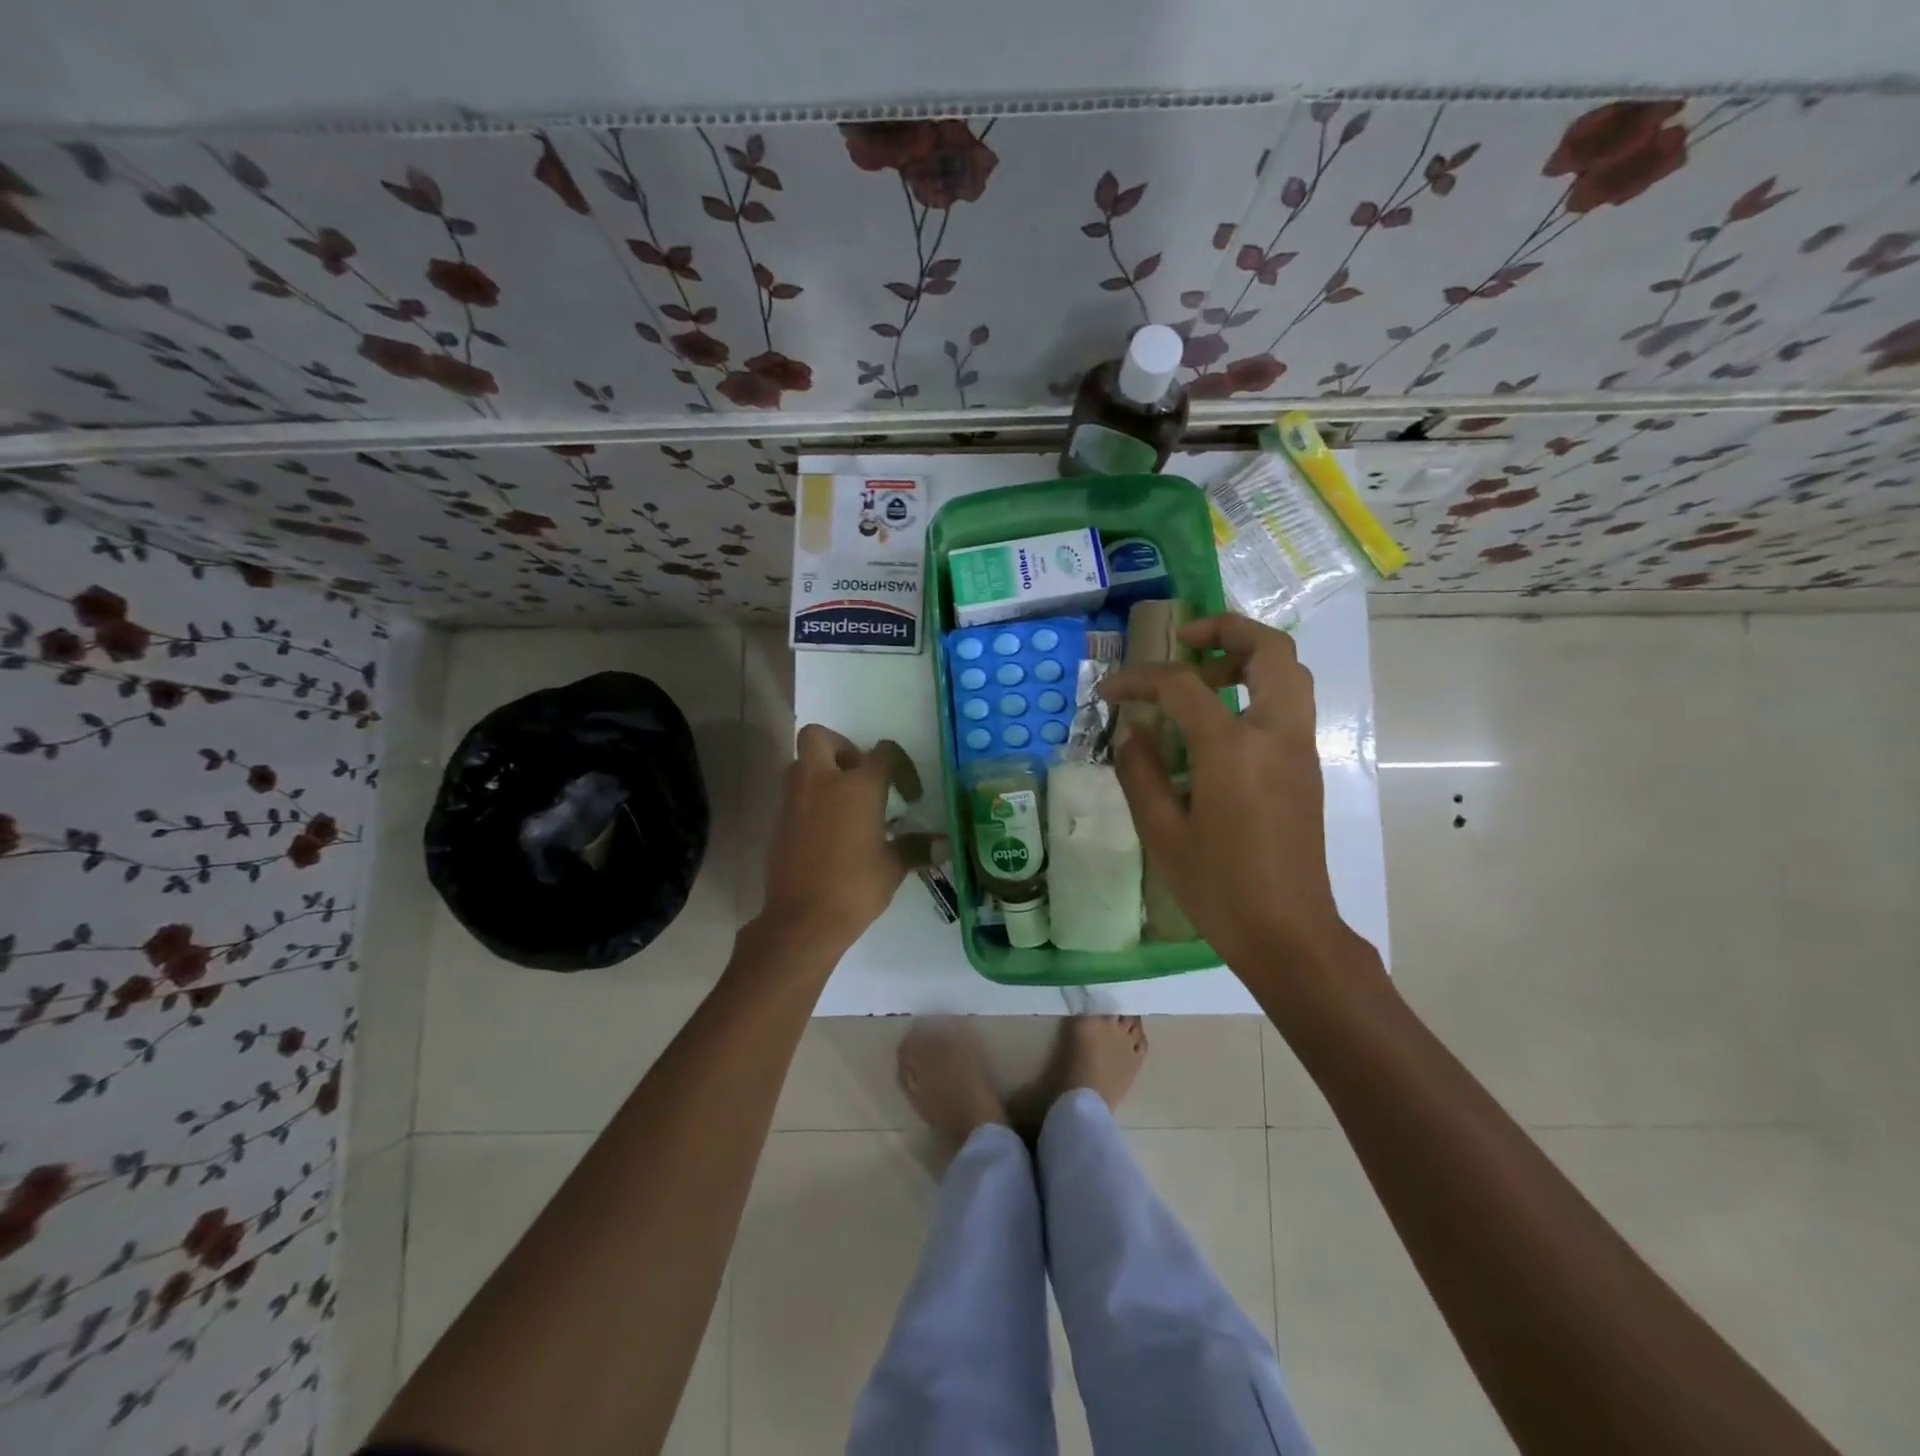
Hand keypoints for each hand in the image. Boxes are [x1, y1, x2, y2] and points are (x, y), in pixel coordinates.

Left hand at [754, 726, 940, 952]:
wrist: (801, 921)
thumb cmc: (854, 888)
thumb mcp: (893, 867)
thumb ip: (916, 848)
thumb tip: (945, 844)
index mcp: (857, 786)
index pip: (883, 753)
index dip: (901, 767)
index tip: (910, 795)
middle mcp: (821, 782)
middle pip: (819, 736)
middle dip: (840, 747)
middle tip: (860, 776)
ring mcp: (794, 801)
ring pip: (801, 764)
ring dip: (821, 772)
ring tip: (843, 803)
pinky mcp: (778, 823)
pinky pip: (793, 796)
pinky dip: (809, 802)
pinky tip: (827, 832)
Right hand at [1101, 615, 1360, 978]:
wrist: (1288, 933)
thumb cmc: (1219, 888)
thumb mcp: (1162, 833)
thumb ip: (1141, 772)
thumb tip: (1134, 733)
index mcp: (1234, 749)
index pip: (1183, 686)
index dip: (1139, 679)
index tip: (1110, 690)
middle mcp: (1276, 735)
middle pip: (1270, 650)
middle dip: (1226, 630)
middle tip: (1184, 641)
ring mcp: (1298, 749)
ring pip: (1290, 672)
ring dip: (1247, 656)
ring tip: (1201, 676)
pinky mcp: (1306, 767)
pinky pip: (1289, 703)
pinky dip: (1258, 687)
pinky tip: (1218, 721)